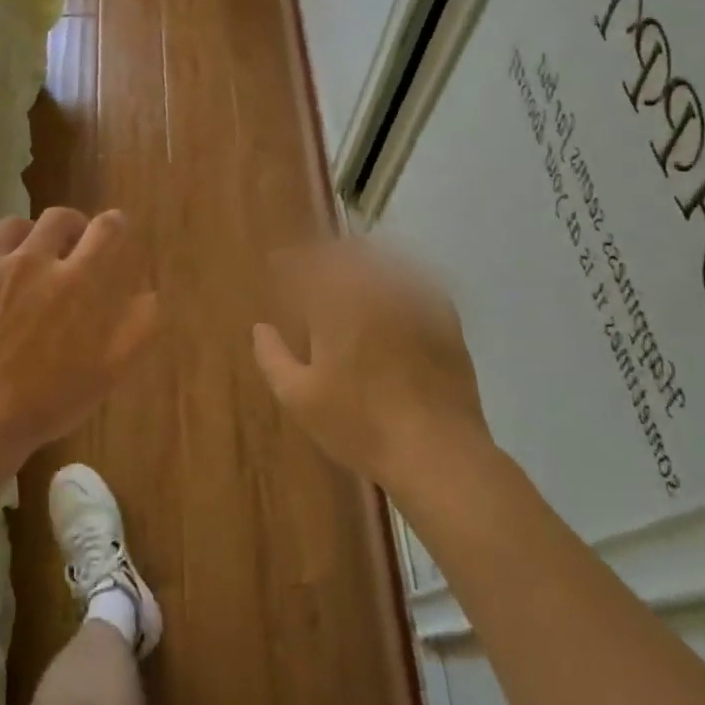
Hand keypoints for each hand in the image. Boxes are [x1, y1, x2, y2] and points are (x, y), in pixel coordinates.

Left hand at [0, 208, 158, 472]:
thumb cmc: (47, 401)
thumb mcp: (110, 372)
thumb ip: (138, 326)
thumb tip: (148, 293)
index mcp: (78, 281)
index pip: (107, 228)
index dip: (116, 225)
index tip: (115, 232)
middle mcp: (34, 260)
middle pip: (59, 217)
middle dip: (73, 227)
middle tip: (73, 248)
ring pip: (13, 225)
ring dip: (29, 235)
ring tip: (29, 256)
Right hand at [251, 238, 491, 494]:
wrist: (436, 450)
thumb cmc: (360, 425)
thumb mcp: (299, 398)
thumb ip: (273, 357)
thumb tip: (260, 328)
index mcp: (335, 307)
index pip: (306, 267)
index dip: (289, 261)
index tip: (278, 263)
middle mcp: (374, 291)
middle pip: (345, 254)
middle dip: (323, 254)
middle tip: (310, 264)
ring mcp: (414, 301)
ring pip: (382, 260)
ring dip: (359, 258)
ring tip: (347, 266)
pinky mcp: (443, 317)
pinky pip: (417, 278)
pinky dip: (398, 272)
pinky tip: (392, 284)